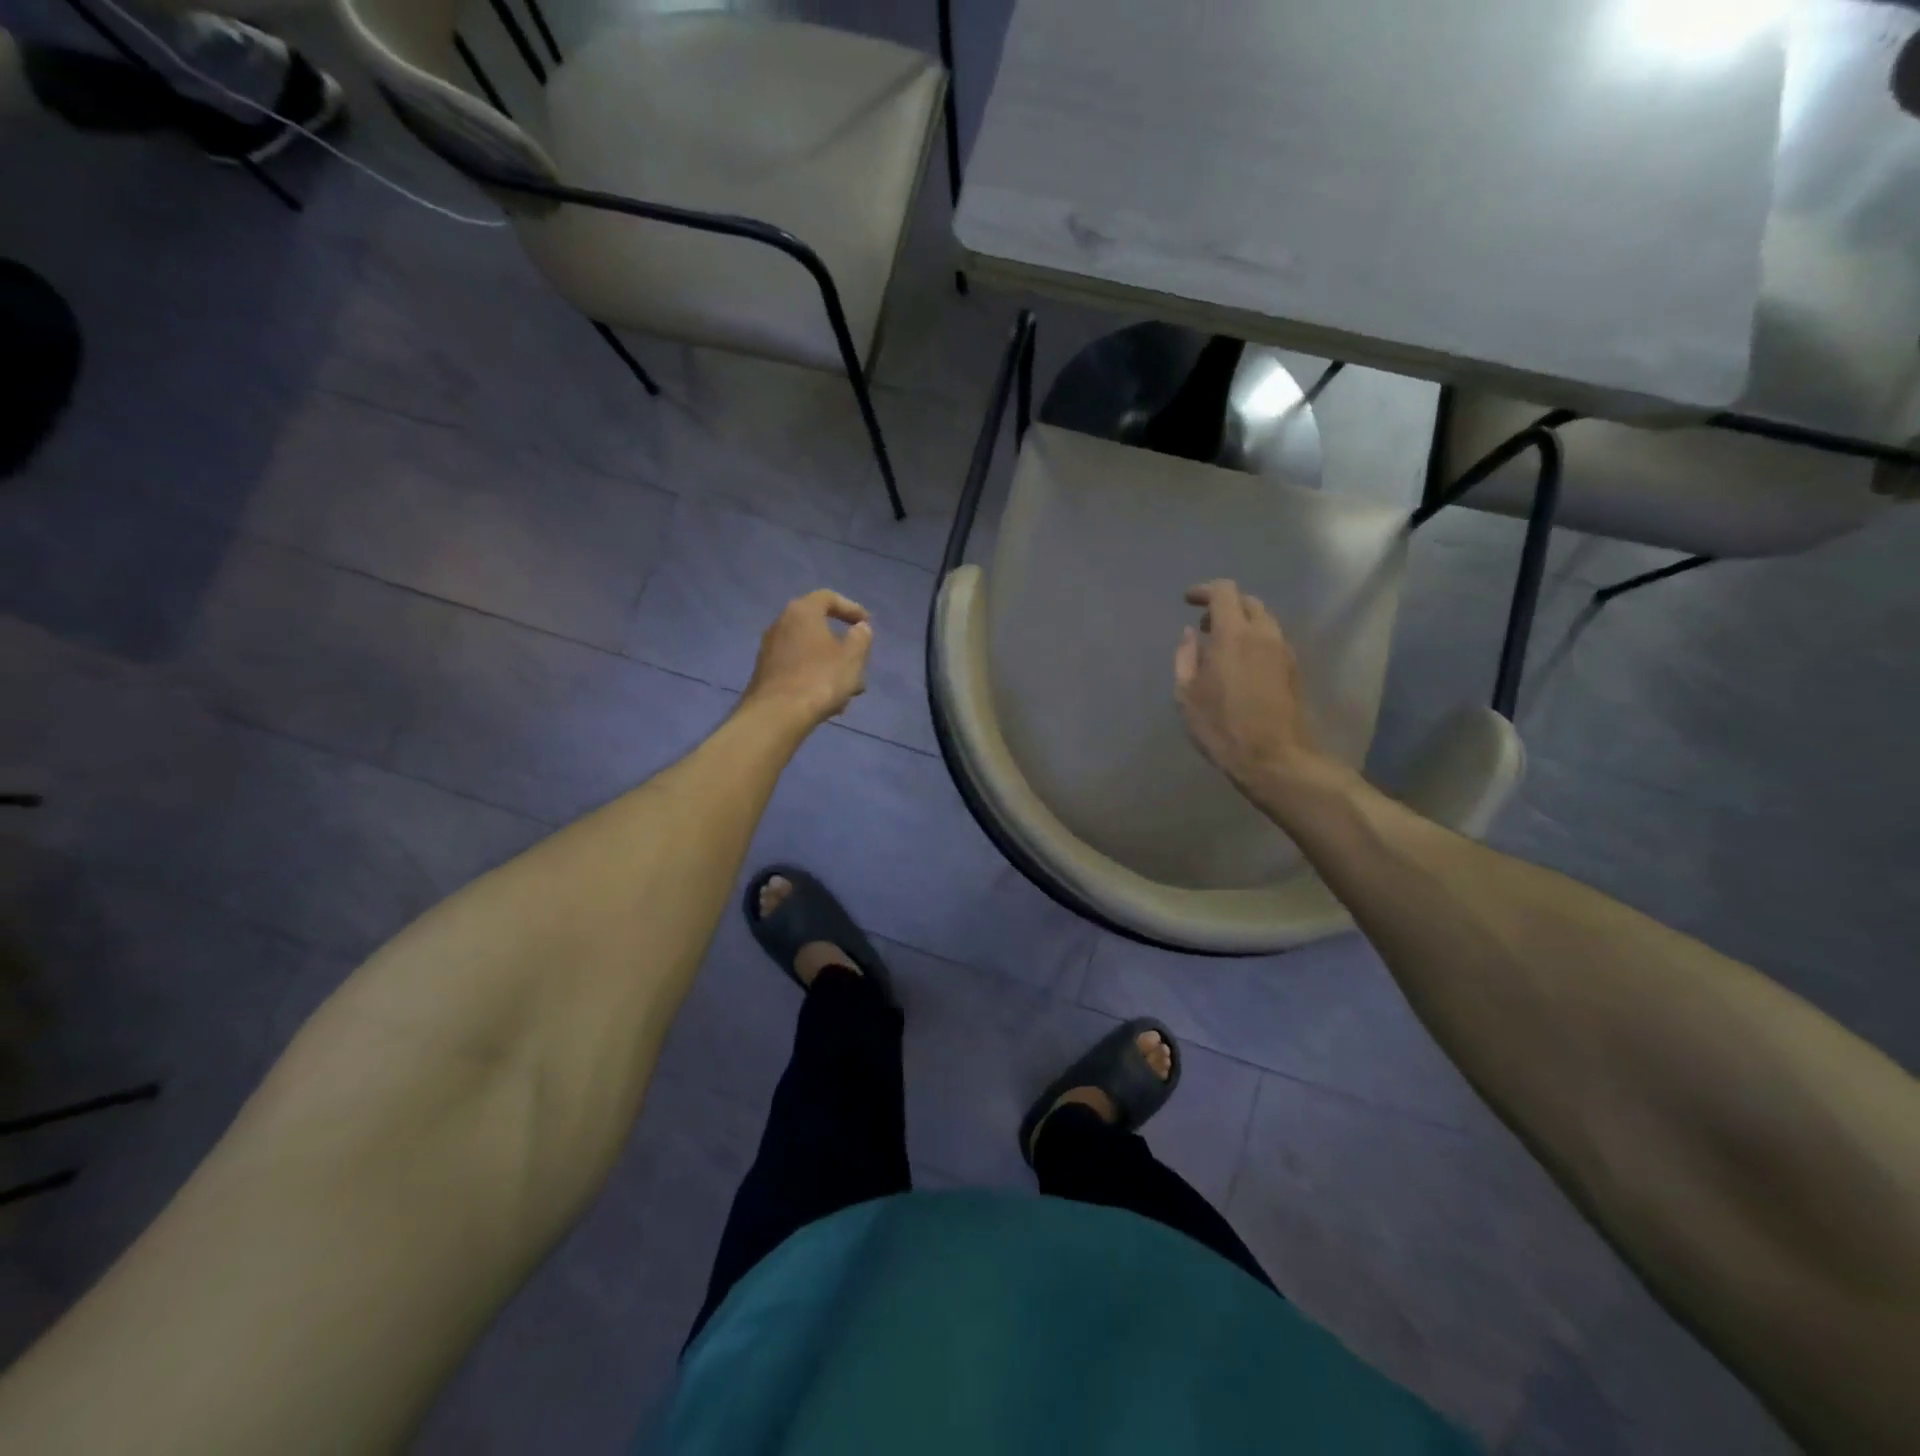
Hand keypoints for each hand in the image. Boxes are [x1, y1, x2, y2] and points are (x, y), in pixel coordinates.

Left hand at [744, 591, 872, 726]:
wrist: (777, 715)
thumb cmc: (820, 678)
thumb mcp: (853, 657)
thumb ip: (861, 638)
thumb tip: (860, 628)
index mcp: (802, 612)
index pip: (828, 598)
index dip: (851, 608)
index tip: (867, 624)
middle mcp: (781, 624)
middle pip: (819, 629)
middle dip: (843, 648)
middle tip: (859, 664)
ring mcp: (769, 650)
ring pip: (810, 653)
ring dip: (831, 668)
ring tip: (848, 692)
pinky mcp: (765, 674)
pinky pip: (797, 669)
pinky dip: (814, 679)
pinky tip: (828, 702)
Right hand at [1173, 580, 1331, 805]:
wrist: (1273, 757)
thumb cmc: (1221, 726)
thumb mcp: (1186, 695)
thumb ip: (1186, 657)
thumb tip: (1190, 634)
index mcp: (1234, 635)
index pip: (1224, 591)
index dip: (1204, 590)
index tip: (1189, 600)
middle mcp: (1263, 634)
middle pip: (1248, 601)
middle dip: (1225, 605)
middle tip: (1205, 625)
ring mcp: (1283, 650)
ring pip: (1264, 620)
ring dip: (1242, 622)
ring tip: (1222, 645)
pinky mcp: (1293, 668)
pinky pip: (1272, 639)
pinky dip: (1255, 639)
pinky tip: (1241, 663)